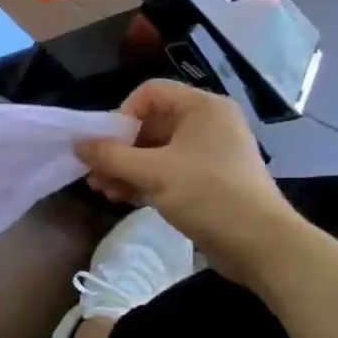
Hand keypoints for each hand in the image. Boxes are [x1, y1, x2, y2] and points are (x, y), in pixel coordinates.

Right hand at [76, 80, 303, 284]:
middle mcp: (208, 123)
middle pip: (150, 123)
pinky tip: (123, 197)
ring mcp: (209, 152)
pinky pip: (168, 169)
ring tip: (104, 190)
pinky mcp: (209, 179)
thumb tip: (77, 145)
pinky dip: (144, 179)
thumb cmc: (207, 195)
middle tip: (95, 172)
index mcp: (202, 108)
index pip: (150, 93)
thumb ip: (110, 155)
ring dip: (126, 167)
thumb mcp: (152, 172)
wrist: (260, 244)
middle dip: (119, 149)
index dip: (123, 114)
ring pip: (155, 150)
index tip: (108, 143)